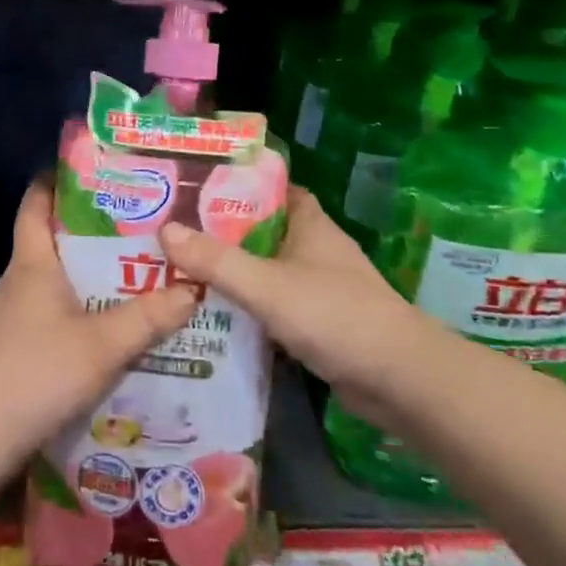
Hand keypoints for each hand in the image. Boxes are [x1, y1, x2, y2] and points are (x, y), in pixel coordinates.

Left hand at [0, 177, 197, 456]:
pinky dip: (73, 311)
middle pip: (48, 241)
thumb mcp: (103, 344)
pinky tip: (100, 330)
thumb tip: (192, 287)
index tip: (85, 170)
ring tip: (127, 277)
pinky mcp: (8, 346)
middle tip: (132, 228)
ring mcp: (8, 315)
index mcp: (32, 263)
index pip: (35, 205)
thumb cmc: (39, 371)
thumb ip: (149, 317)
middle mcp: (16, 280)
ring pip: (49, 281)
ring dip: (82, 276)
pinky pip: (46, 313)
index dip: (54, 182)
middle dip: (85, 232)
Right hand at [161, 188, 412, 401]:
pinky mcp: (320, 322)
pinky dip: (249, 306)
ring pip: (266, 269)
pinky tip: (215, 314)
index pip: (269, 188)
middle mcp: (314, 248)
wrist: (402, 382)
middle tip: (173, 232)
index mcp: (309, 223)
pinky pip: (275, 304)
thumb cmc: (335, 315)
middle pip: (261, 230)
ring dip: (233, 271)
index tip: (193, 187)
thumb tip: (164, 230)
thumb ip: (216, 261)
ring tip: (182, 270)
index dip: (234, 183)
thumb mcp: (267, 285)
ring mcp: (319, 286)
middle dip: (221, 231)